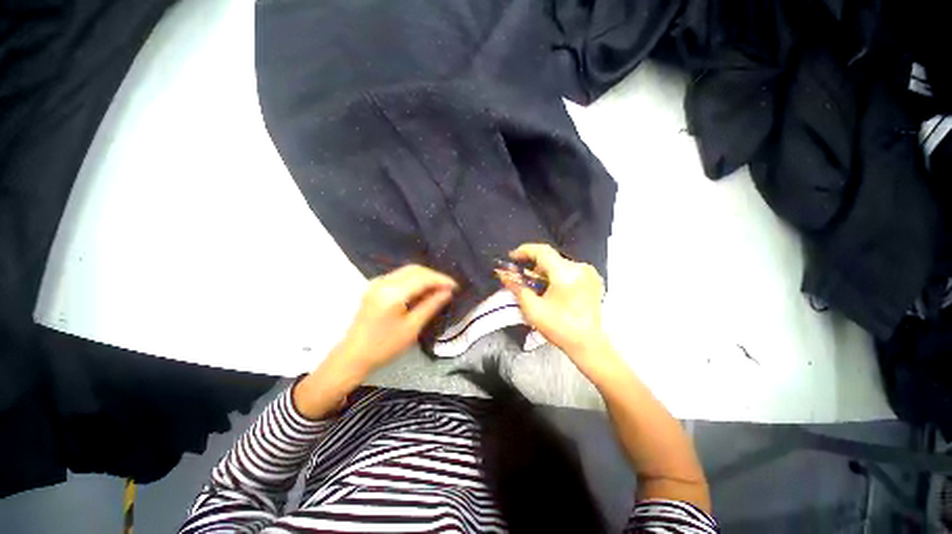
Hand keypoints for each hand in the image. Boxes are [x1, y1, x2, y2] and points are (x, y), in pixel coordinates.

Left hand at [295, 264, 456, 418]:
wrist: (353, 355)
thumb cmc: (384, 346)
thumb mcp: (412, 327)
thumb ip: (431, 305)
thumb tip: (448, 292)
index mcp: (392, 293)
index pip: (423, 278)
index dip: (441, 280)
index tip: (456, 286)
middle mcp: (384, 282)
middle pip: (415, 269)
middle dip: (434, 276)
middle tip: (449, 287)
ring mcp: (377, 282)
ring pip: (407, 271)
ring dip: (425, 276)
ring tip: (439, 288)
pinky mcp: (375, 286)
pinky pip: (400, 276)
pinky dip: (414, 279)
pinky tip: (422, 289)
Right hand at [498, 243, 614, 377]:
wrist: (588, 344)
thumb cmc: (560, 328)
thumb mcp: (533, 309)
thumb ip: (517, 288)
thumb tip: (504, 275)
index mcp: (566, 274)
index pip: (542, 251)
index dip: (524, 251)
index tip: (512, 257)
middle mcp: (580, 268)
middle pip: (550, 258)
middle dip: (532, 264)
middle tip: (519, 275)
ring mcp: (589, 273)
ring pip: (558, 263)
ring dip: (543, 270)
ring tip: (533, 284)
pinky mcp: (592, 280)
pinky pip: (568, 270)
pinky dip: (555, 275)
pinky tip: (549, 288)